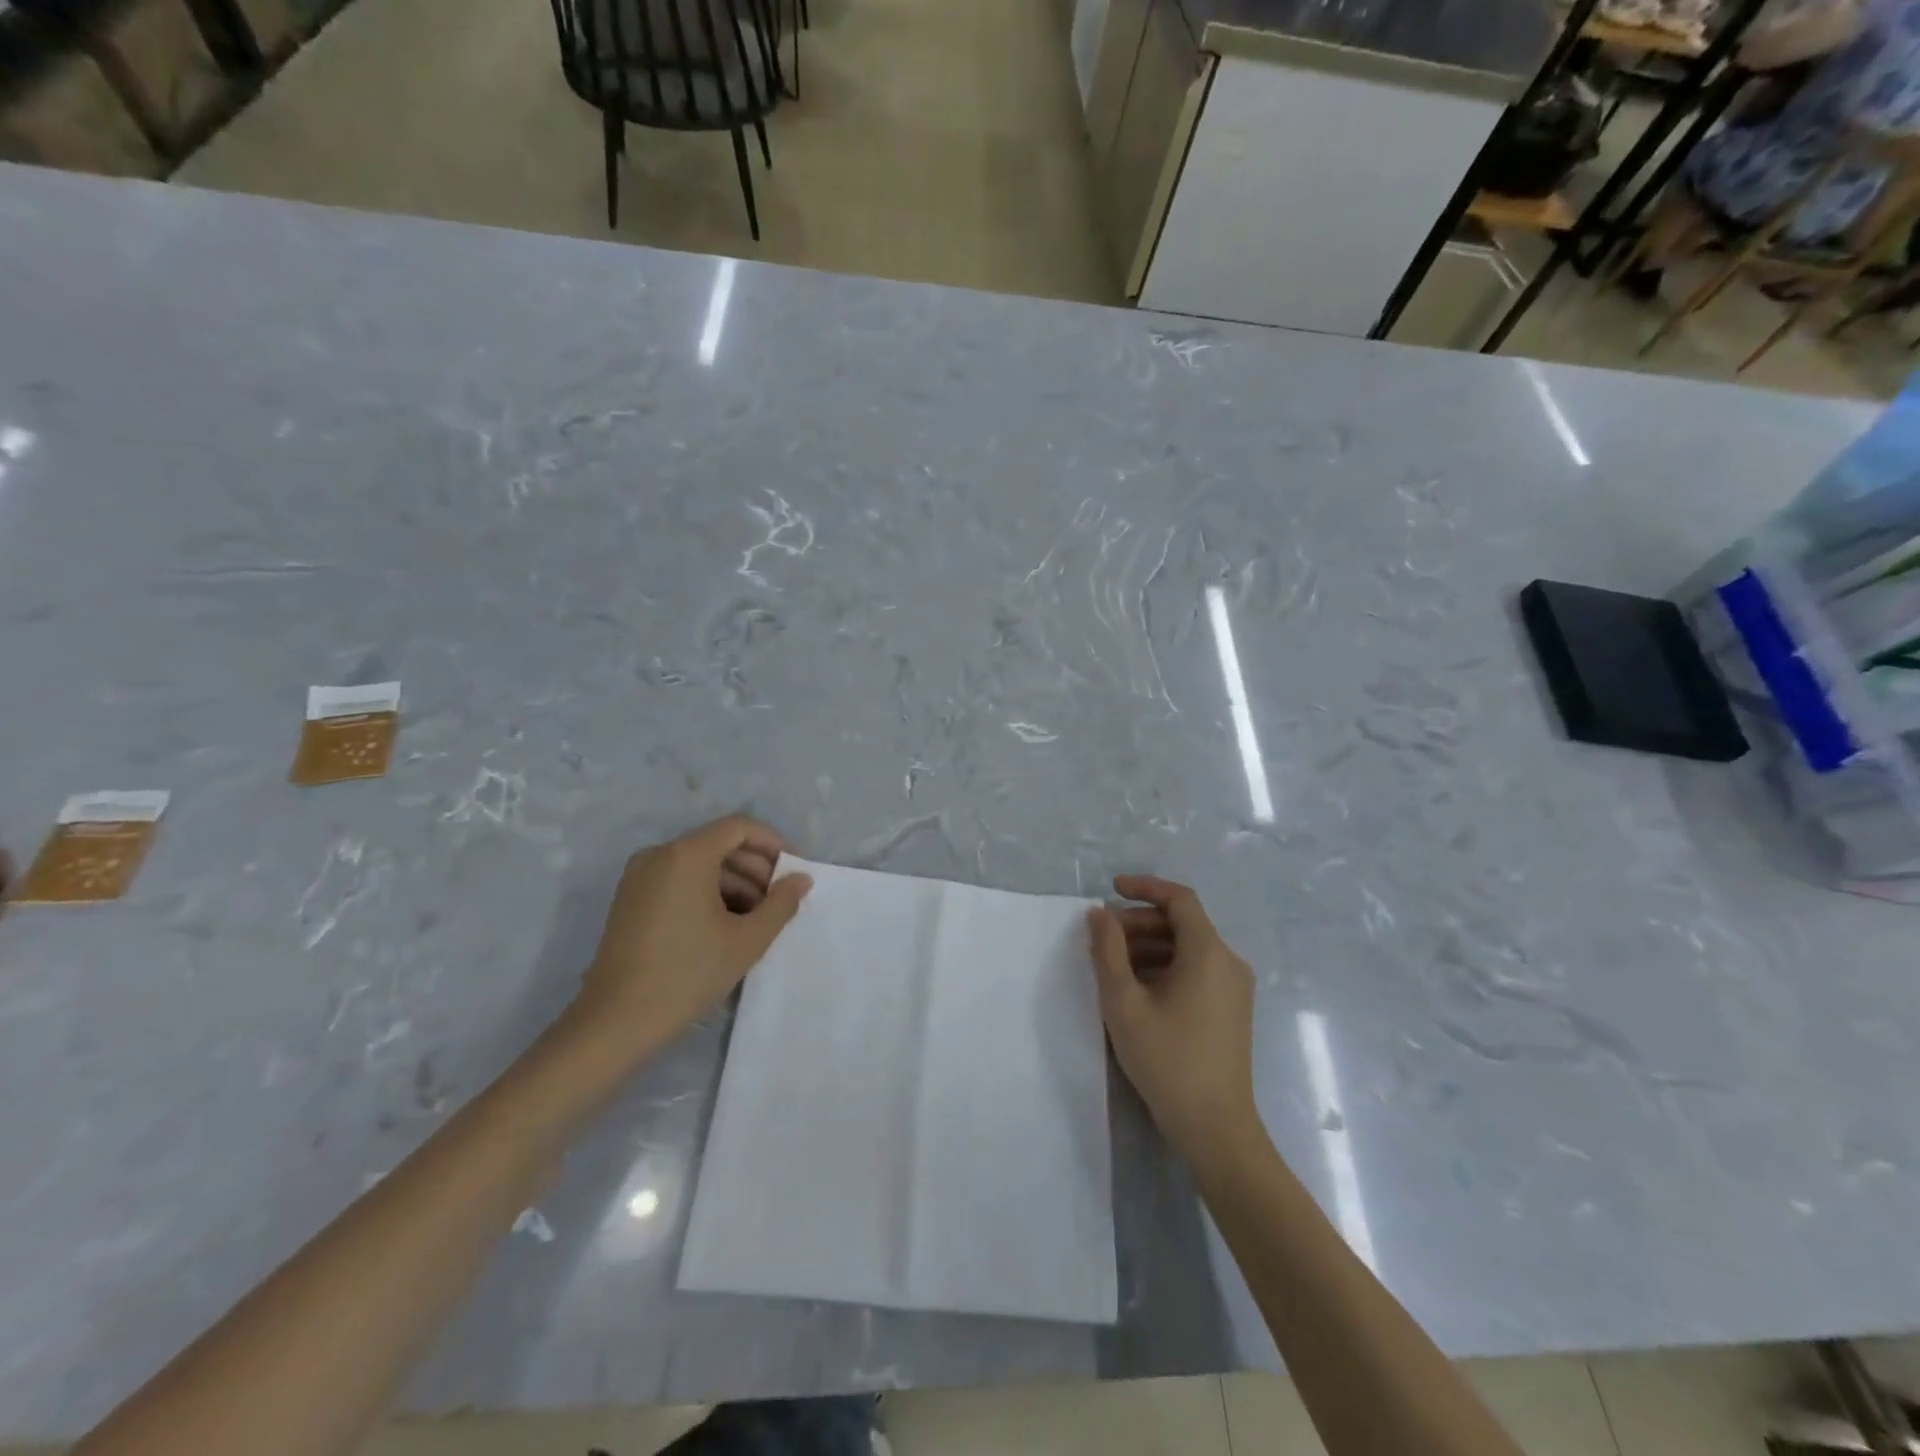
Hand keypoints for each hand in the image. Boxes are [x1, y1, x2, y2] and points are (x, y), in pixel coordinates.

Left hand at [562, 815, 811, 1067]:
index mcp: (687, 855)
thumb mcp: (747, 940)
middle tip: (779, 900)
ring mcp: (640, 876)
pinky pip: (679, 880)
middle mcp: (659, 854)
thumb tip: (801, 879)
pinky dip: (707, 892)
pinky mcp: (630, 899)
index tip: (793, 872)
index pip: (739, 827)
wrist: (615, 1022)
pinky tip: (725, 925)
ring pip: (700, 863)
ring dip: (734, 882)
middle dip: (755, 867)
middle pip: (719, 843)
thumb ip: (781, 903)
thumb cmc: (687, 974)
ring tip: (757, 919)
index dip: (772, 843)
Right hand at [1087, 875, 1259, 1167]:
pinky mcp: (1231, 1009)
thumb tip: (1098, 914)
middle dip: (1139, 922)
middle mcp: (1229, 962)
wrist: (1215, 1128)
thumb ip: (1107, 950)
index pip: (1180, 898)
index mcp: (1209, 953)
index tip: (1110, 890)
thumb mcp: (1124, 1002)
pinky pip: (1196, 970)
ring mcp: (1234, 987)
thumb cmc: (1167, 1060)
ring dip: (1149, 946)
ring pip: (1188, 947)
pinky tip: (1137, 989)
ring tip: (1113, 965)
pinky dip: (1165, 966)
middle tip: (1102, 937)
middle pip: (1183, 923)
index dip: (1144, 887)